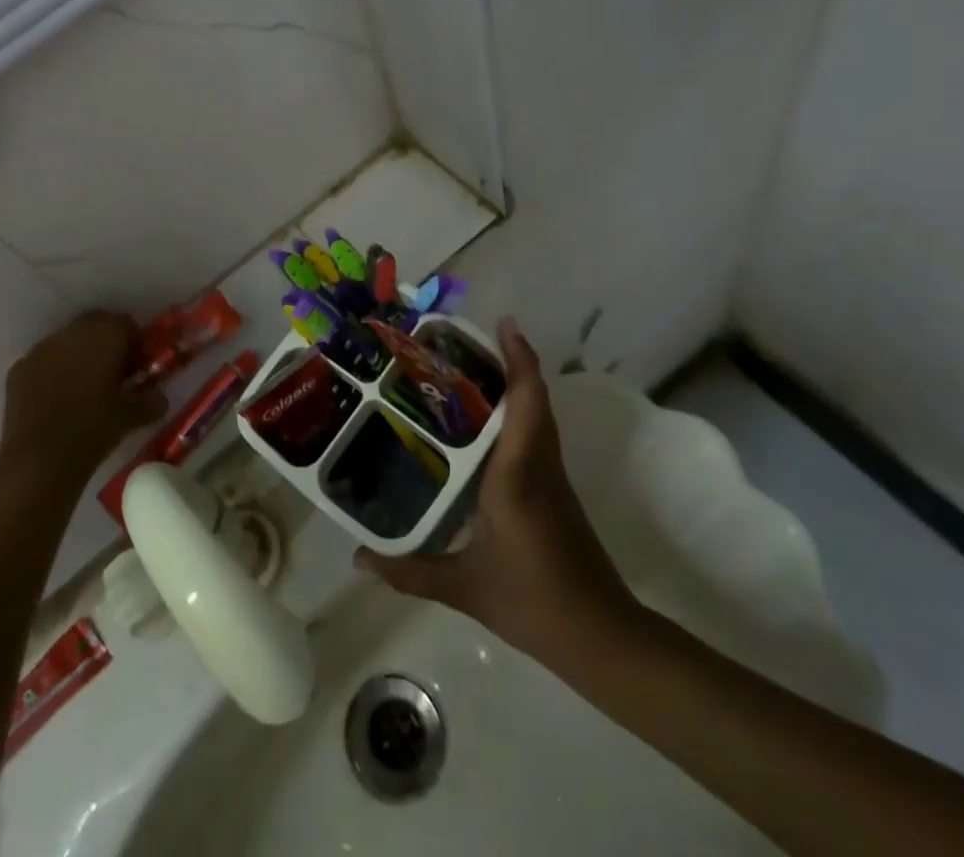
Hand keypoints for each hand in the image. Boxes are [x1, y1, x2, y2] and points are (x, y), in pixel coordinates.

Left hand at [0, 311, 165, 488]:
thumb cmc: (94, 429)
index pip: (127, 324)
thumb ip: (150, 401)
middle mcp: (72, 332)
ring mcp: (41, 348)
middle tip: (116, 374)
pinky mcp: (19, 369)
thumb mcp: (131, 416)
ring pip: (68, 341)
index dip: (136, 343)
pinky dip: (55, 372)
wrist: (39, 461)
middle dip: (107, 344)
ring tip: (86, 388)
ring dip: (80, 356)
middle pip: (96, 326)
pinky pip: (45, 361)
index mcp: (104, 334)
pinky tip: (59, 400)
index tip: (140, 366)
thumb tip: (160, 398)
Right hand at [356, 317, 641, 660]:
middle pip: (535, 400)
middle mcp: (539, 466)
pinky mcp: (557, 494)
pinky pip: (537, 437)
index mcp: (517, 475)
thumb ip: (410, 571)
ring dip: (516, 386)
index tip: (505, 325)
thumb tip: (358, 558)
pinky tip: (486, 428)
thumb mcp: (465, 589)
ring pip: (538, 417)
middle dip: (513, 363)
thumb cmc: (535, 603)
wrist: (605, 639)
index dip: (519, 360)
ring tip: (472, 371)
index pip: (526, 404)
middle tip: (469, 342)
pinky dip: (518, 415)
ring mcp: (553, 480)